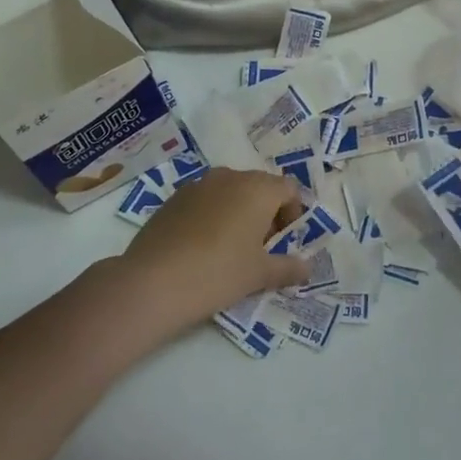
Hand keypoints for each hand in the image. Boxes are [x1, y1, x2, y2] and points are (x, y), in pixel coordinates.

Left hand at [114, 167, 309, 337]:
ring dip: (238, 212)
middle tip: (261, 247)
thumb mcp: (260, 275)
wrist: (153, 282)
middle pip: (259, 186)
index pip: (289, 188)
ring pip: (230, 192)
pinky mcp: (172, 199)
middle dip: (267, 212)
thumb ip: (288, 267)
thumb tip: (307, 267)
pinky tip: (202, 247)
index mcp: (257, 189)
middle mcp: (229, 177)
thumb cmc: (219, 273)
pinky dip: (212, 216)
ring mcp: (197, 185)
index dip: (294, 212)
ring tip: (231, 247)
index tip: (284, 240)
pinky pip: (204, 201)